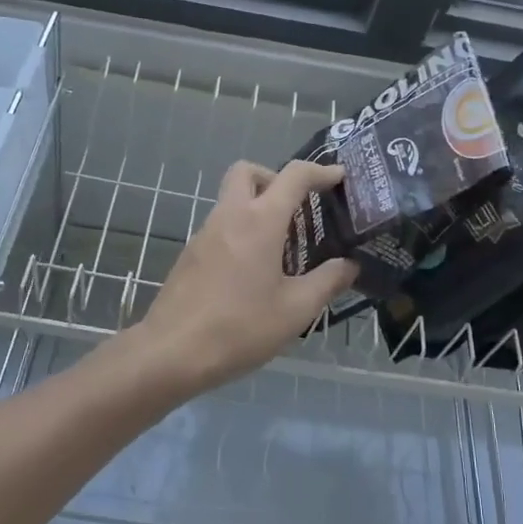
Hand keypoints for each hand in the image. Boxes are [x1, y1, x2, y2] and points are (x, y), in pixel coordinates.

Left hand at [137, 160, 359, 392]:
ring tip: (282, 249)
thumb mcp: (296, 310)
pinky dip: (241, 232)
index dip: (320, 171)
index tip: (339, 177)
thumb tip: (350, 264)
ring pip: (231, 199)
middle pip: (248, 172)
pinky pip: (221, 227)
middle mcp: (229, 215)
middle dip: (275, 178)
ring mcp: (205, 233)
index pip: (293, 176)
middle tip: (296, 209)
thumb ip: (328, 281)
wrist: (171, 352)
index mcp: (259, 221)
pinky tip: (254, 272)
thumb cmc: (240, 327)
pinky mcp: (191, 254)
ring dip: (257, 208)